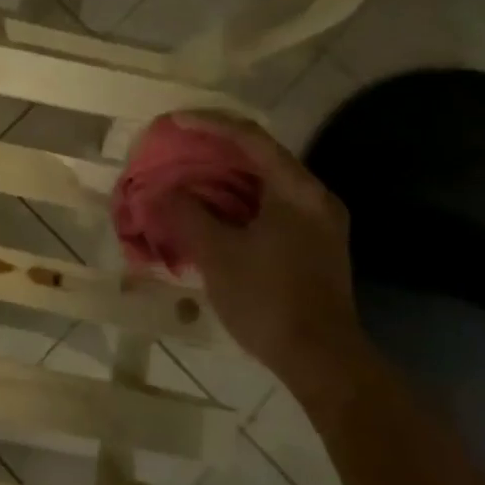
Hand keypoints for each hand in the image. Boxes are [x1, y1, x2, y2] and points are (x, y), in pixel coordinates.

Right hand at [161, 112, 361, 376]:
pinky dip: (237, 201)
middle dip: (213, 149)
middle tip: (176, 147)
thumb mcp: (218, 254)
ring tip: (185, 175)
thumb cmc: (269, 300)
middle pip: (259, 156)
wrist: (323, 362)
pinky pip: (269, 206)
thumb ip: (186, 214)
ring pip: (263, 183)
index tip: (173, 121)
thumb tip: (161, 191)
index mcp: (297, 189)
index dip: (208, 123)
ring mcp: (317, 222)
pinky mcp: (312, 245)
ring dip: (223, 177)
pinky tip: (210, 211)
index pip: (250, 137)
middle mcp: (313, 197)